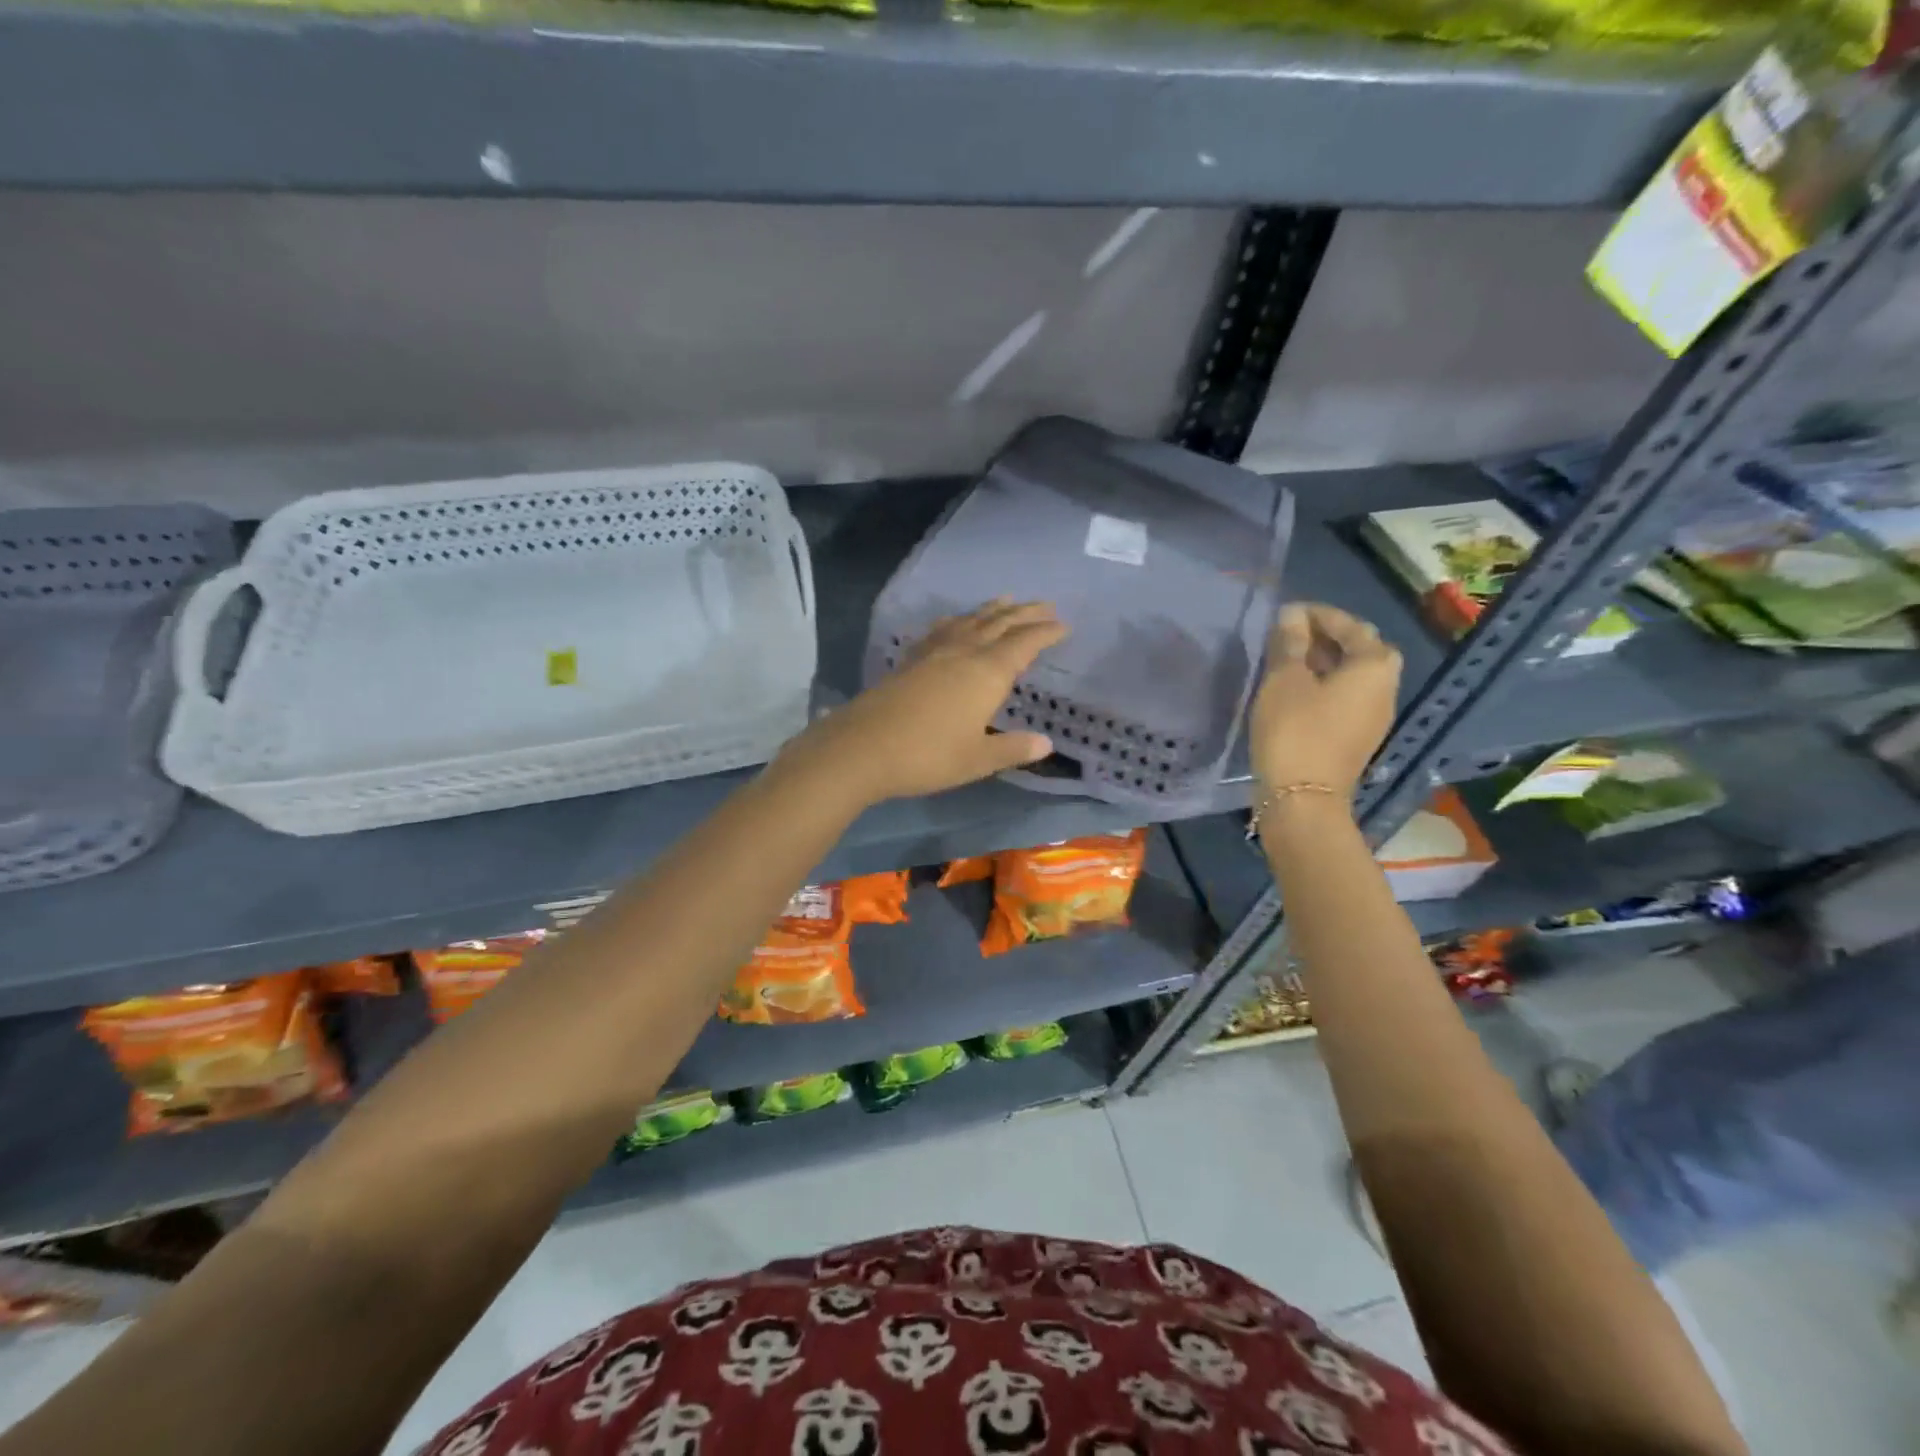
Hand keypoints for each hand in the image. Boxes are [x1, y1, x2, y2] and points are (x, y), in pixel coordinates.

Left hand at [797, 600, 1067, 803]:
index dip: (1046, 633)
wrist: (862, 748)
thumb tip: (1046, 744)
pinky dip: (956, 620)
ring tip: (1006, 600)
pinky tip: (954, 620)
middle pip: (999, 623)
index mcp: (987, 673)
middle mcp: (963, 653)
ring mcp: (933, 653)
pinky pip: (941, 629)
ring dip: (991, 610)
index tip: (1064, 625)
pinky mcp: (910, 660)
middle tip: (1045, 605)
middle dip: (1025, 613)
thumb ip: (1013, 748)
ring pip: (969, 621)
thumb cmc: (928, 756)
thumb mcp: (978, 759)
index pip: (1025, 644)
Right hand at [1248, 602, 1401, 797]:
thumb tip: (1293, 616)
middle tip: (1290, 634)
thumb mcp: (1284, 680)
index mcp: (1374, 667)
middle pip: (1359, 650)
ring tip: (1287, 659)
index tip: (1287, 612)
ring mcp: (1373, 716)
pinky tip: (1294, 690)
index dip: (1319, 614)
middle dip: (1326, 637)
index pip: (1351, 626)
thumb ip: (1291, 643)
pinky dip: (1323, 685)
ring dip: (1323, 662)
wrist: (1302, 798)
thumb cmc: (1294, 731)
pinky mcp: (1356, 738)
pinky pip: (1344, 698)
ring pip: (1351, 676)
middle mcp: (1384, 688)